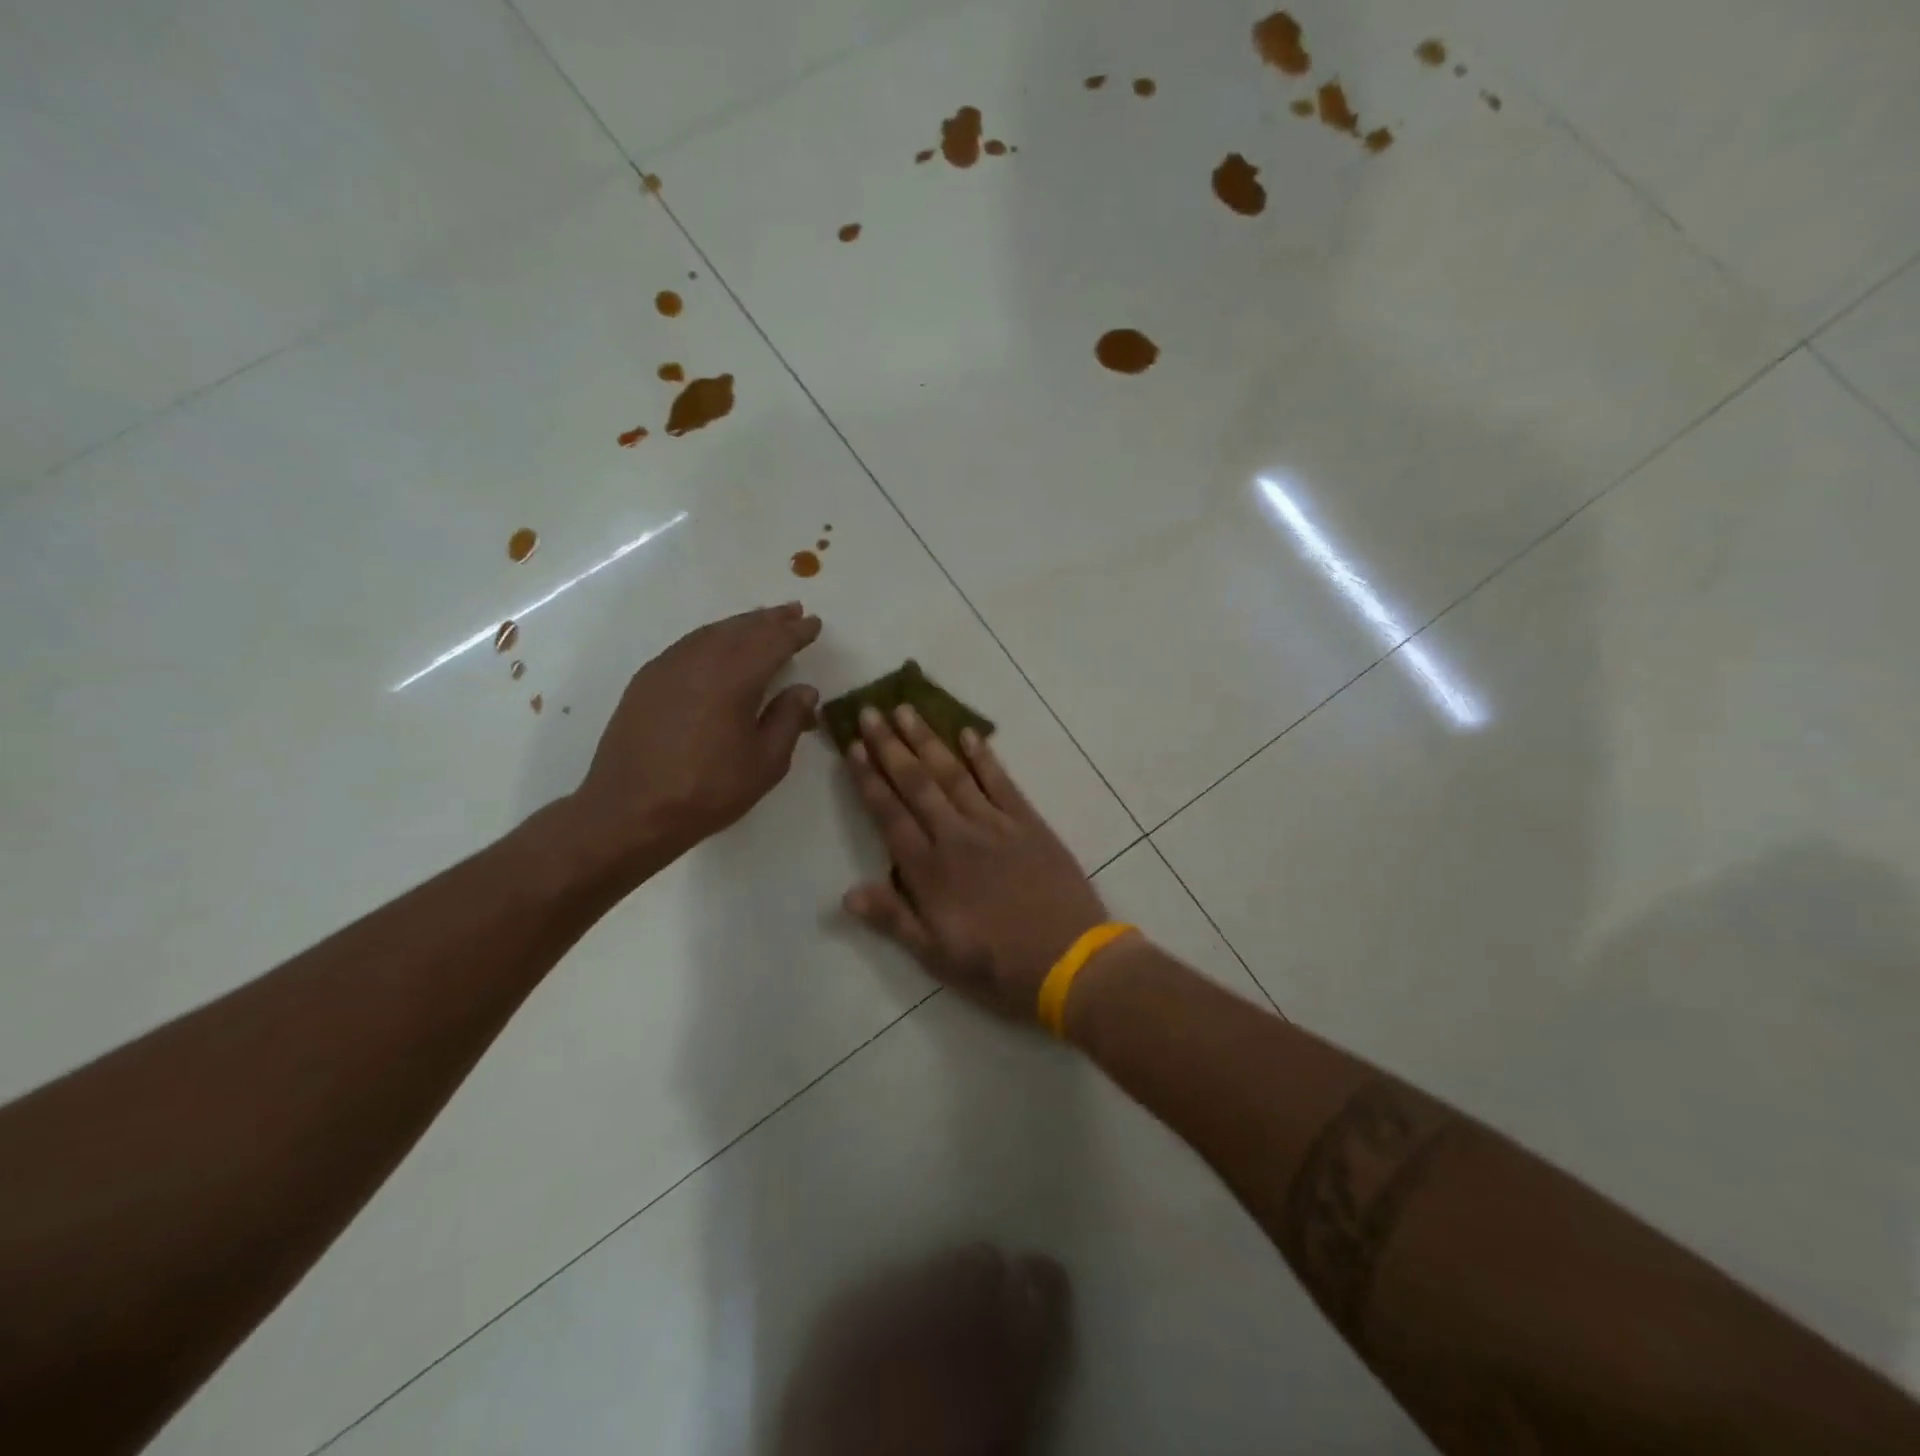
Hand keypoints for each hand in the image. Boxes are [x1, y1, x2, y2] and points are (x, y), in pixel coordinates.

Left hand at [564, 602, 822, 885]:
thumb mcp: (765, 763)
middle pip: (741, 629)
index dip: (796, 632)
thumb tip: (805, 689)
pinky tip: (718, 646)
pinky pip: (687, 645)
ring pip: (711, 633)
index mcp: (734, 678)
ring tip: (760, 622)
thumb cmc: (707, 791)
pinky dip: (711, 637)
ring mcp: (668, 667)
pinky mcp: (647, 680)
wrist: (629, 811)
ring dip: (740, 624)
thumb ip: (788, 719)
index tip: (814, 623)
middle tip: (792, 611)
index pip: (773, 642)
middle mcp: (700, 661)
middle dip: (769, 619)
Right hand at [842, 704, 1108, 1019]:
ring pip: (953, 773)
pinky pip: (1001, 782)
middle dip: (890, 746)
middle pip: (916, 783)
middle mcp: (956, 837)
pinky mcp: (1028, 823)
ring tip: (907, 710)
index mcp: (929, 871)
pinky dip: (983, 756)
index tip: (853, 747)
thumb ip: (893, 919)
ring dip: (928, 740)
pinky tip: (968, 733)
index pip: (889, 815)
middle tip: (871, 711)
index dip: (869, 780)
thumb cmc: (998, 967)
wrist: (1070, 962)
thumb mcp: (936, 957)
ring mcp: (995, 825)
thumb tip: (847, 893)